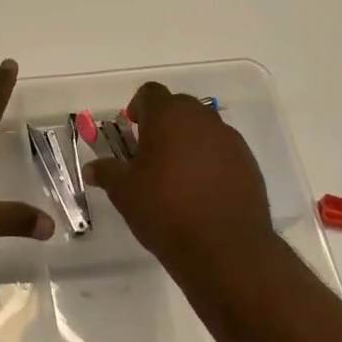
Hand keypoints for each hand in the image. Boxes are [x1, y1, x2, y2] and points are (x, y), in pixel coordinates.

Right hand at [84, 82, 273, 268]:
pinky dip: (210, 161)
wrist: (224, 247)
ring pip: (204, 128)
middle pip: (179, 106)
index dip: (138, 107)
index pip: (150, 93)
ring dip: (188, 141)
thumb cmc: (165, 210)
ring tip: (176, 175)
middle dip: (164, 123)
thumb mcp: (124, 192)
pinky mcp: (248, 163)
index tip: (132, 129)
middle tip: (150, 153)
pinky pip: (223, 151)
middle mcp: (202, 119)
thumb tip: (92, 168)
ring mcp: (230, 140)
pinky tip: (201, 191)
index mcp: (168, 116)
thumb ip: (107, 172)